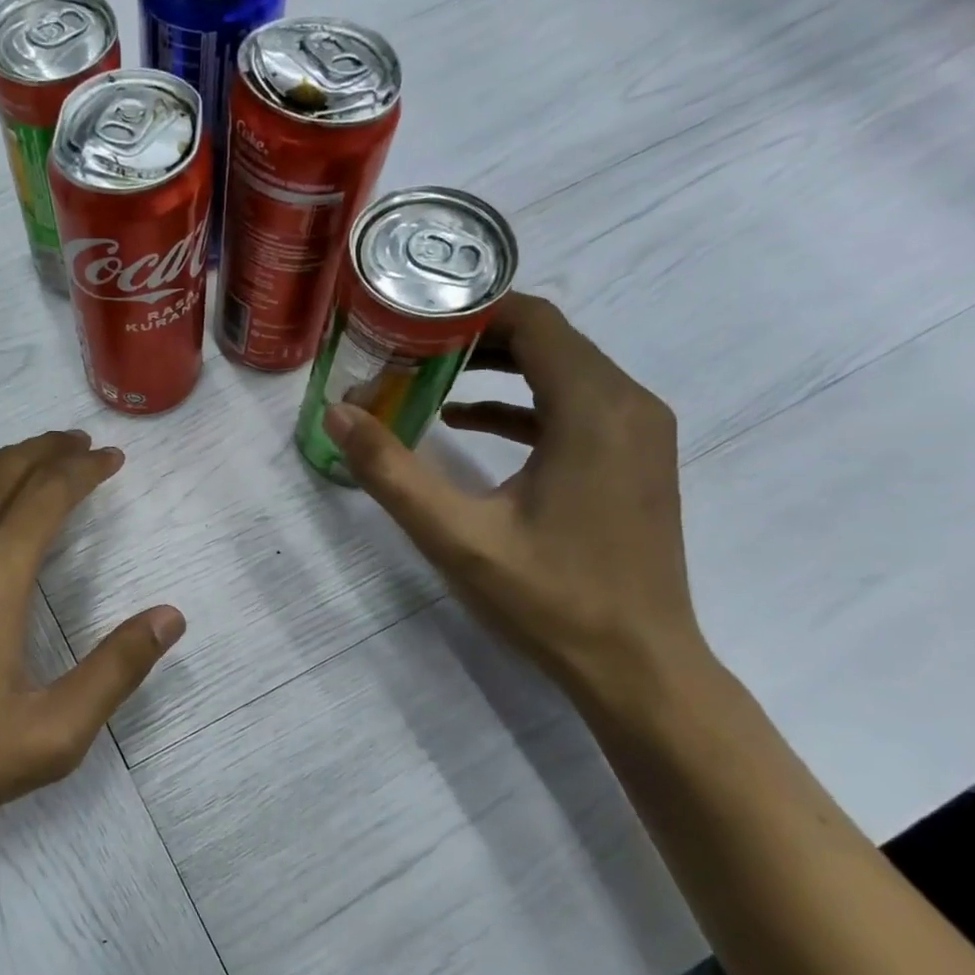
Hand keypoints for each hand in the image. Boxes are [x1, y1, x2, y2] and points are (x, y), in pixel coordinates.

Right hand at [323, 293, 705, 714]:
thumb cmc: (549, 597)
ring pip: (561, 370)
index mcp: (593, 408)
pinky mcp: (631, 458)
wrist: (636, 664)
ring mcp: (637, 432)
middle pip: (546, 339)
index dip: (468, 310)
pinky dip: (518, 403)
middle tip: (404, 349)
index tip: (410, 320)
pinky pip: (571, 406)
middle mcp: (627, 404)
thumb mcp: (456, 535)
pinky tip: (463, 422)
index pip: (533, 321)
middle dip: (472, 338)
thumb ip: (391, 471)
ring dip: (494, 368)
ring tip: (424, 377)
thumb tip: (337, 414)